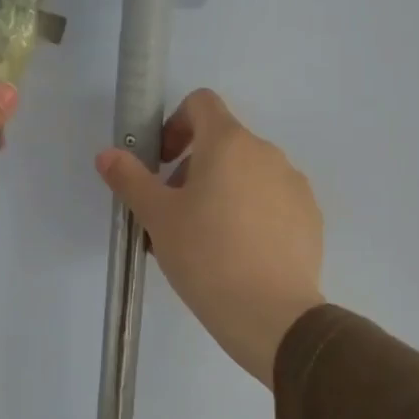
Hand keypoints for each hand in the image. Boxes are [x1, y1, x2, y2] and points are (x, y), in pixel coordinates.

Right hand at [96, 89, 324, 385]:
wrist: (271, 314)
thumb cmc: (205, 256)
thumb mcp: (157, 218)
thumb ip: (130, 179)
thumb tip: (108, 155)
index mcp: (229, 143)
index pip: (201, 103)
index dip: (175, 124)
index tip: (163, 164)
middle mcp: (267, 153)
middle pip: (222, 143)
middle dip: (192, 170)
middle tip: (173, 216)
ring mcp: (294, 185)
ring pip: (247, 175)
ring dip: (220, 193)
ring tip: (204, 242)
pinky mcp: (309, 217)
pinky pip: (271, 201)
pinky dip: (250, 214)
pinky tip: (238, 255)